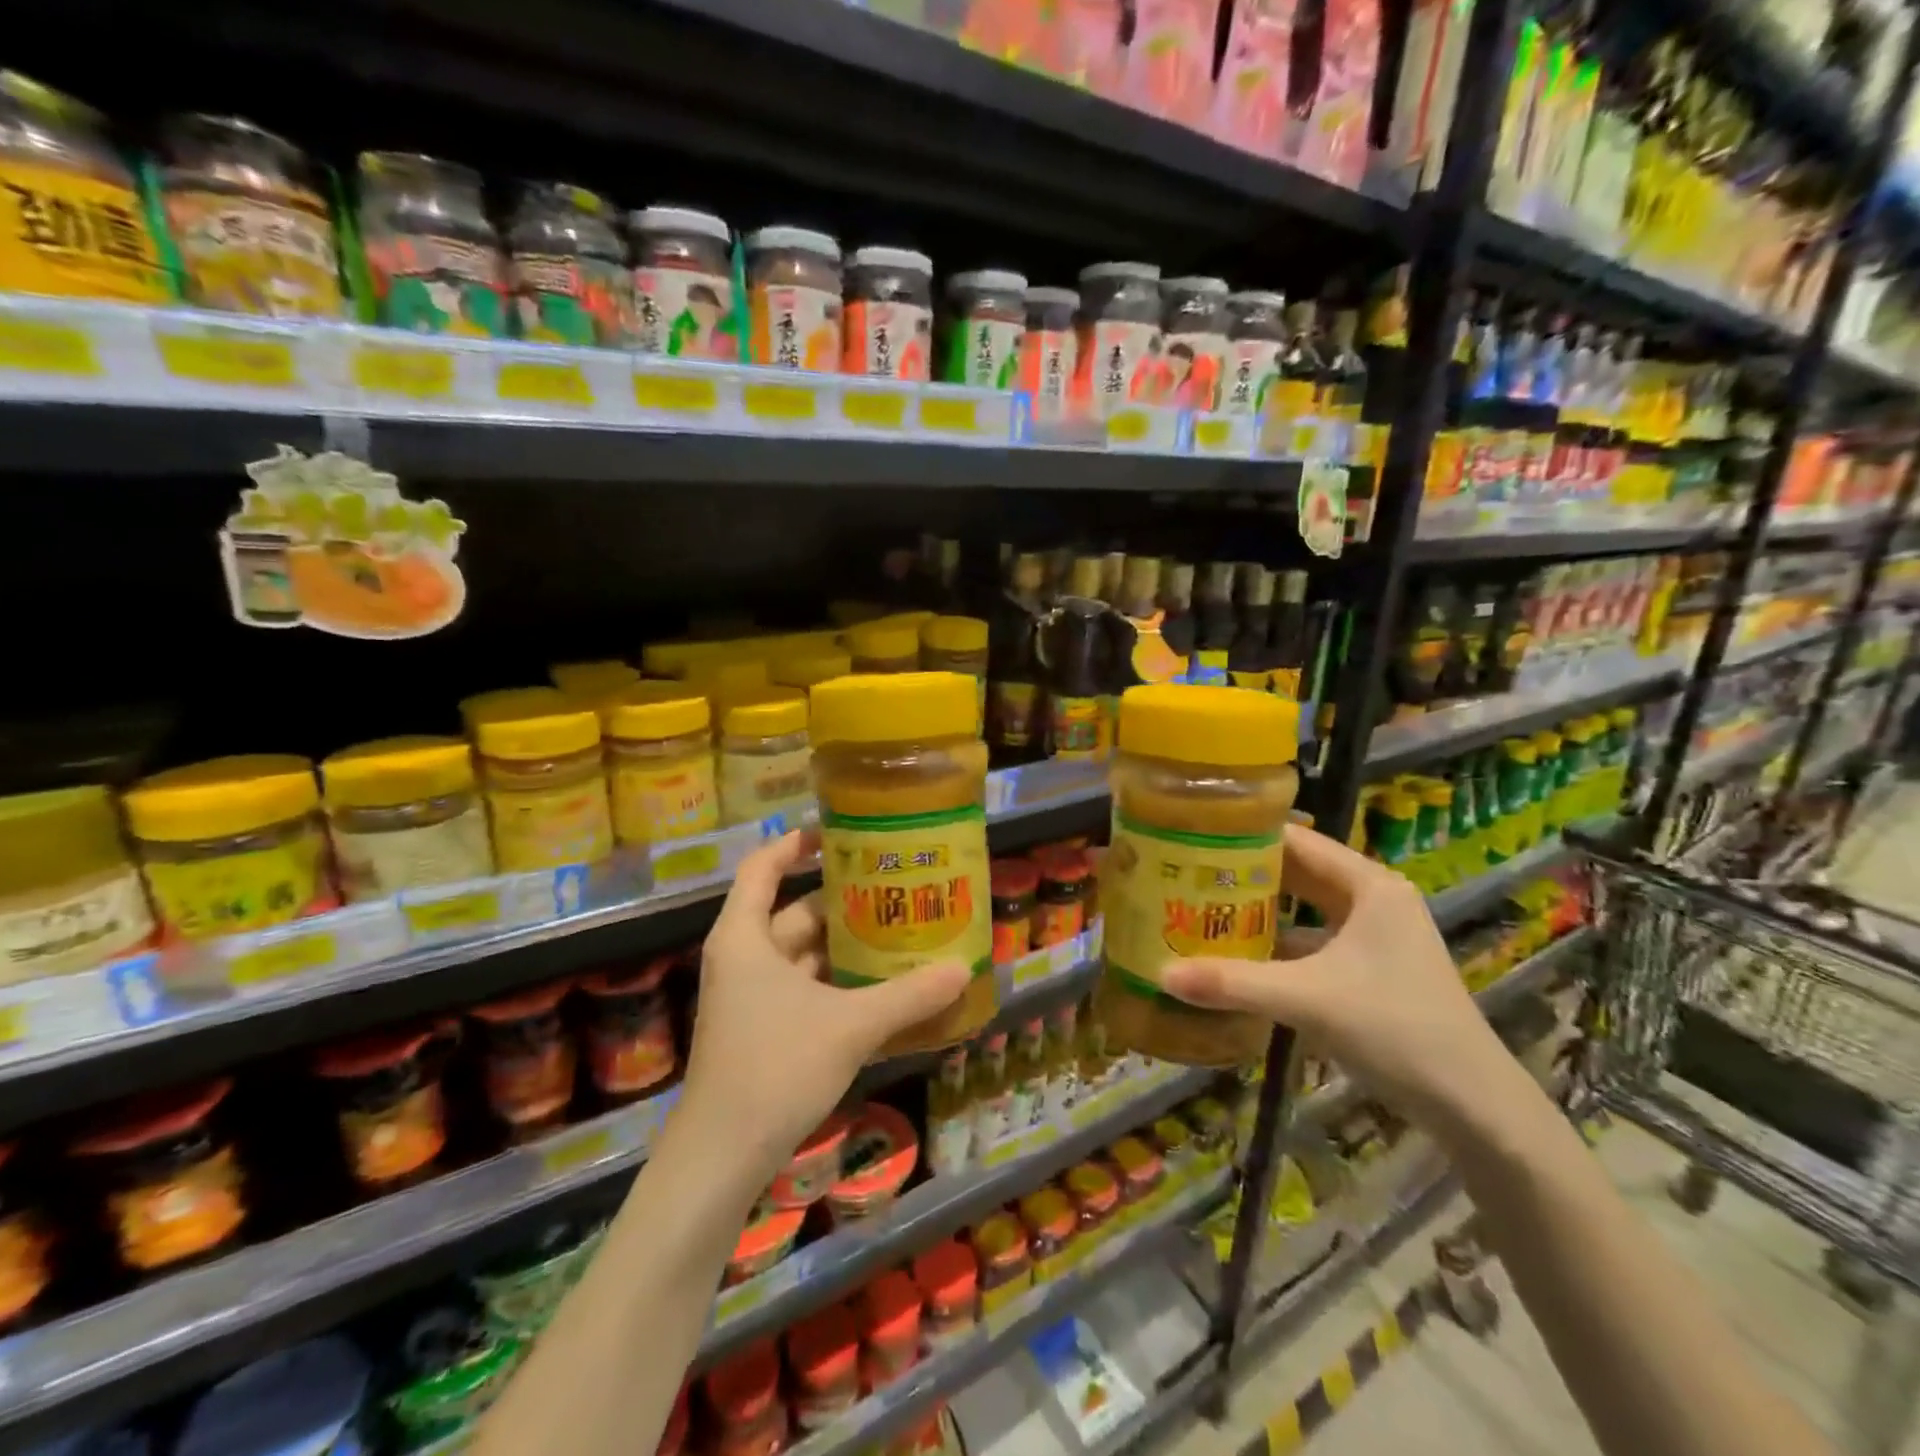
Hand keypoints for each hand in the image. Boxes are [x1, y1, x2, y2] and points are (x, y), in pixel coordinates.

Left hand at [682, 831, 971, 1174]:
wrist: (721, 1158)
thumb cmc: (775, 1068)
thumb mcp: (850, 1025)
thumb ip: (908, 996)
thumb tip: (964, 970)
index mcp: (745, 937)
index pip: (764, 866)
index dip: (796, 843)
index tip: (841, 833)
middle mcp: (743, 958)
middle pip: (795, 911)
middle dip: (844, 901)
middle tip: (895, 888)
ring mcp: (750, 996)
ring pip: (803, 955)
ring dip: (846, 947)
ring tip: (899, 932)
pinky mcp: (762, 1030)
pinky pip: (805, 990)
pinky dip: (839, 984)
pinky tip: (883, 989)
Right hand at [1162, 825, 1524, 1138]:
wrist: (1473, 1105)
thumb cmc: (1396, 1030)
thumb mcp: (1308, 1000)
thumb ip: (1233, 983)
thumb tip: (1161, 973)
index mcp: (1368, 884)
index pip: (1295, 838)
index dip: (1243, 833)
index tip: (1191, 833)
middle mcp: (1372, 898)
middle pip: (1296, 870)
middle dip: (1243, 871)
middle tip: (1184, 870)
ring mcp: (1373, 934)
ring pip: (1302, 906)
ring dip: (1258, 907)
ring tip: (1199, 904)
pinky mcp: (1369, 966)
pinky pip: (1310, 938)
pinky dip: (1275, 941)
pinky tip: (1236, 951)